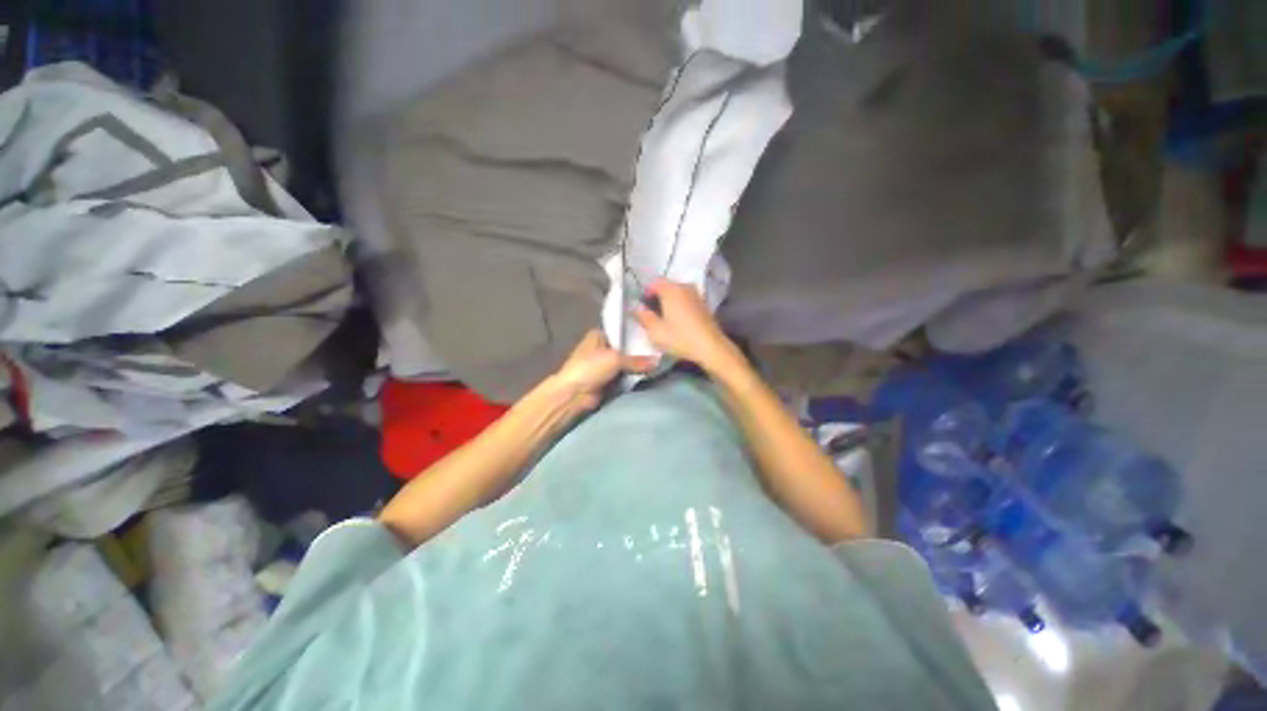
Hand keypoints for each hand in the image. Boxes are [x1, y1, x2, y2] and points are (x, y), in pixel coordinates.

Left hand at [542, 329, 657, 413]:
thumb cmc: (590, 368)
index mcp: (598, 335)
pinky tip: (649, 373)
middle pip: (625, 347)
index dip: (636, 333)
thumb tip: (657, 362)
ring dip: (637, 365)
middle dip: (639, 351)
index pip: (621, 330)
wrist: (574, 394)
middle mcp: (601, 347)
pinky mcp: (607, 379)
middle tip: (659, 350)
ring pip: (626, 362)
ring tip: (658, 361)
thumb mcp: (615, 359)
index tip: (653, 335)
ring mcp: (604, 364)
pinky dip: (632, 376)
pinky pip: (624, 375)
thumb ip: (636, 360)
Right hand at [634, 279, 742, 373]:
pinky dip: (680, 305)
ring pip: (677, 292)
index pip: (654, 282)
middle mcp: (684, 287)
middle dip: (658, 297)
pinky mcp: (704, 304)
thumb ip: (643, 317)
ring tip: (664, 317)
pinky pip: (687, 299)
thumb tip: (636, 308)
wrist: (711, 347)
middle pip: (667, 286)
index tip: (642, 306)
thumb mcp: (656, 332)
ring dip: (669, 301)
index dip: (646, 293)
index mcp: (671, 290)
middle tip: (651, 313)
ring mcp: (696, 295)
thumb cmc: (680, 338)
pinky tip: (678, 320)